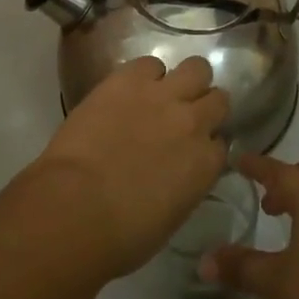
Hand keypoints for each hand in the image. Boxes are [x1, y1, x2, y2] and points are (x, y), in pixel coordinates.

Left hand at [22, 55, 229, 280]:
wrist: (77, 207)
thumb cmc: (121, 235)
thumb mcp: (170, 217)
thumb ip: (185, 185)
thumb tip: (177, 173)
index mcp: (206, 164)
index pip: (221, 144)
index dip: (206, 145)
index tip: (192, 150)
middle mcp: (194, 123)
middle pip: (218, 99)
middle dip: (205, 106)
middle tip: (183, 116)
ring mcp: (163, 95)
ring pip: (197, 68)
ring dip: (185, 80)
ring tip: (163, 92)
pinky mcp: (130, 78)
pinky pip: (150, 63)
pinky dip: (144, 74)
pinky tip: (130, 88)